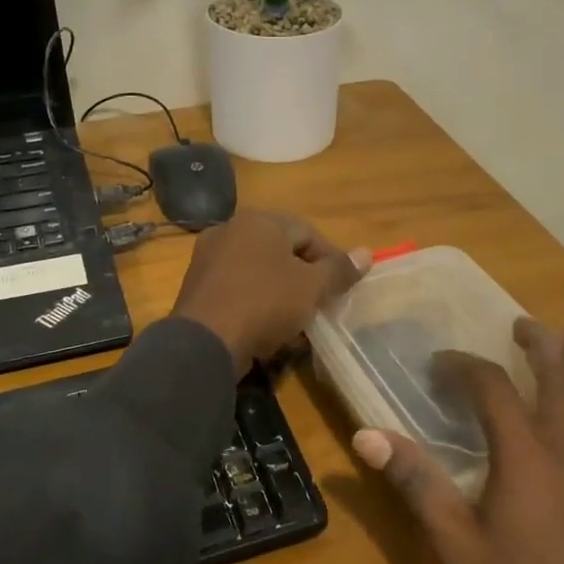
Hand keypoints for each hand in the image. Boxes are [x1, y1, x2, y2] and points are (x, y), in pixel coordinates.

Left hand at [173, 212, 368, 371]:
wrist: (205, 342)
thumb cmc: (265, 303)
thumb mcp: (311, 288)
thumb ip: (339, 270)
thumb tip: (367, 254)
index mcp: (259, 221)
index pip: (307, 232)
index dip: (331, 258)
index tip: (343, 286)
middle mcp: (230, 230)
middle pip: (280, 250)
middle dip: (304, 277)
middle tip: (321, 303)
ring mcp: (208, 258)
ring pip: (258, 272)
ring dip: (281, 293)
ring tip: (298, 320)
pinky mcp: (196, 287)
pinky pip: (237, 289)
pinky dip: (256, 303)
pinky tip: (268, 328)